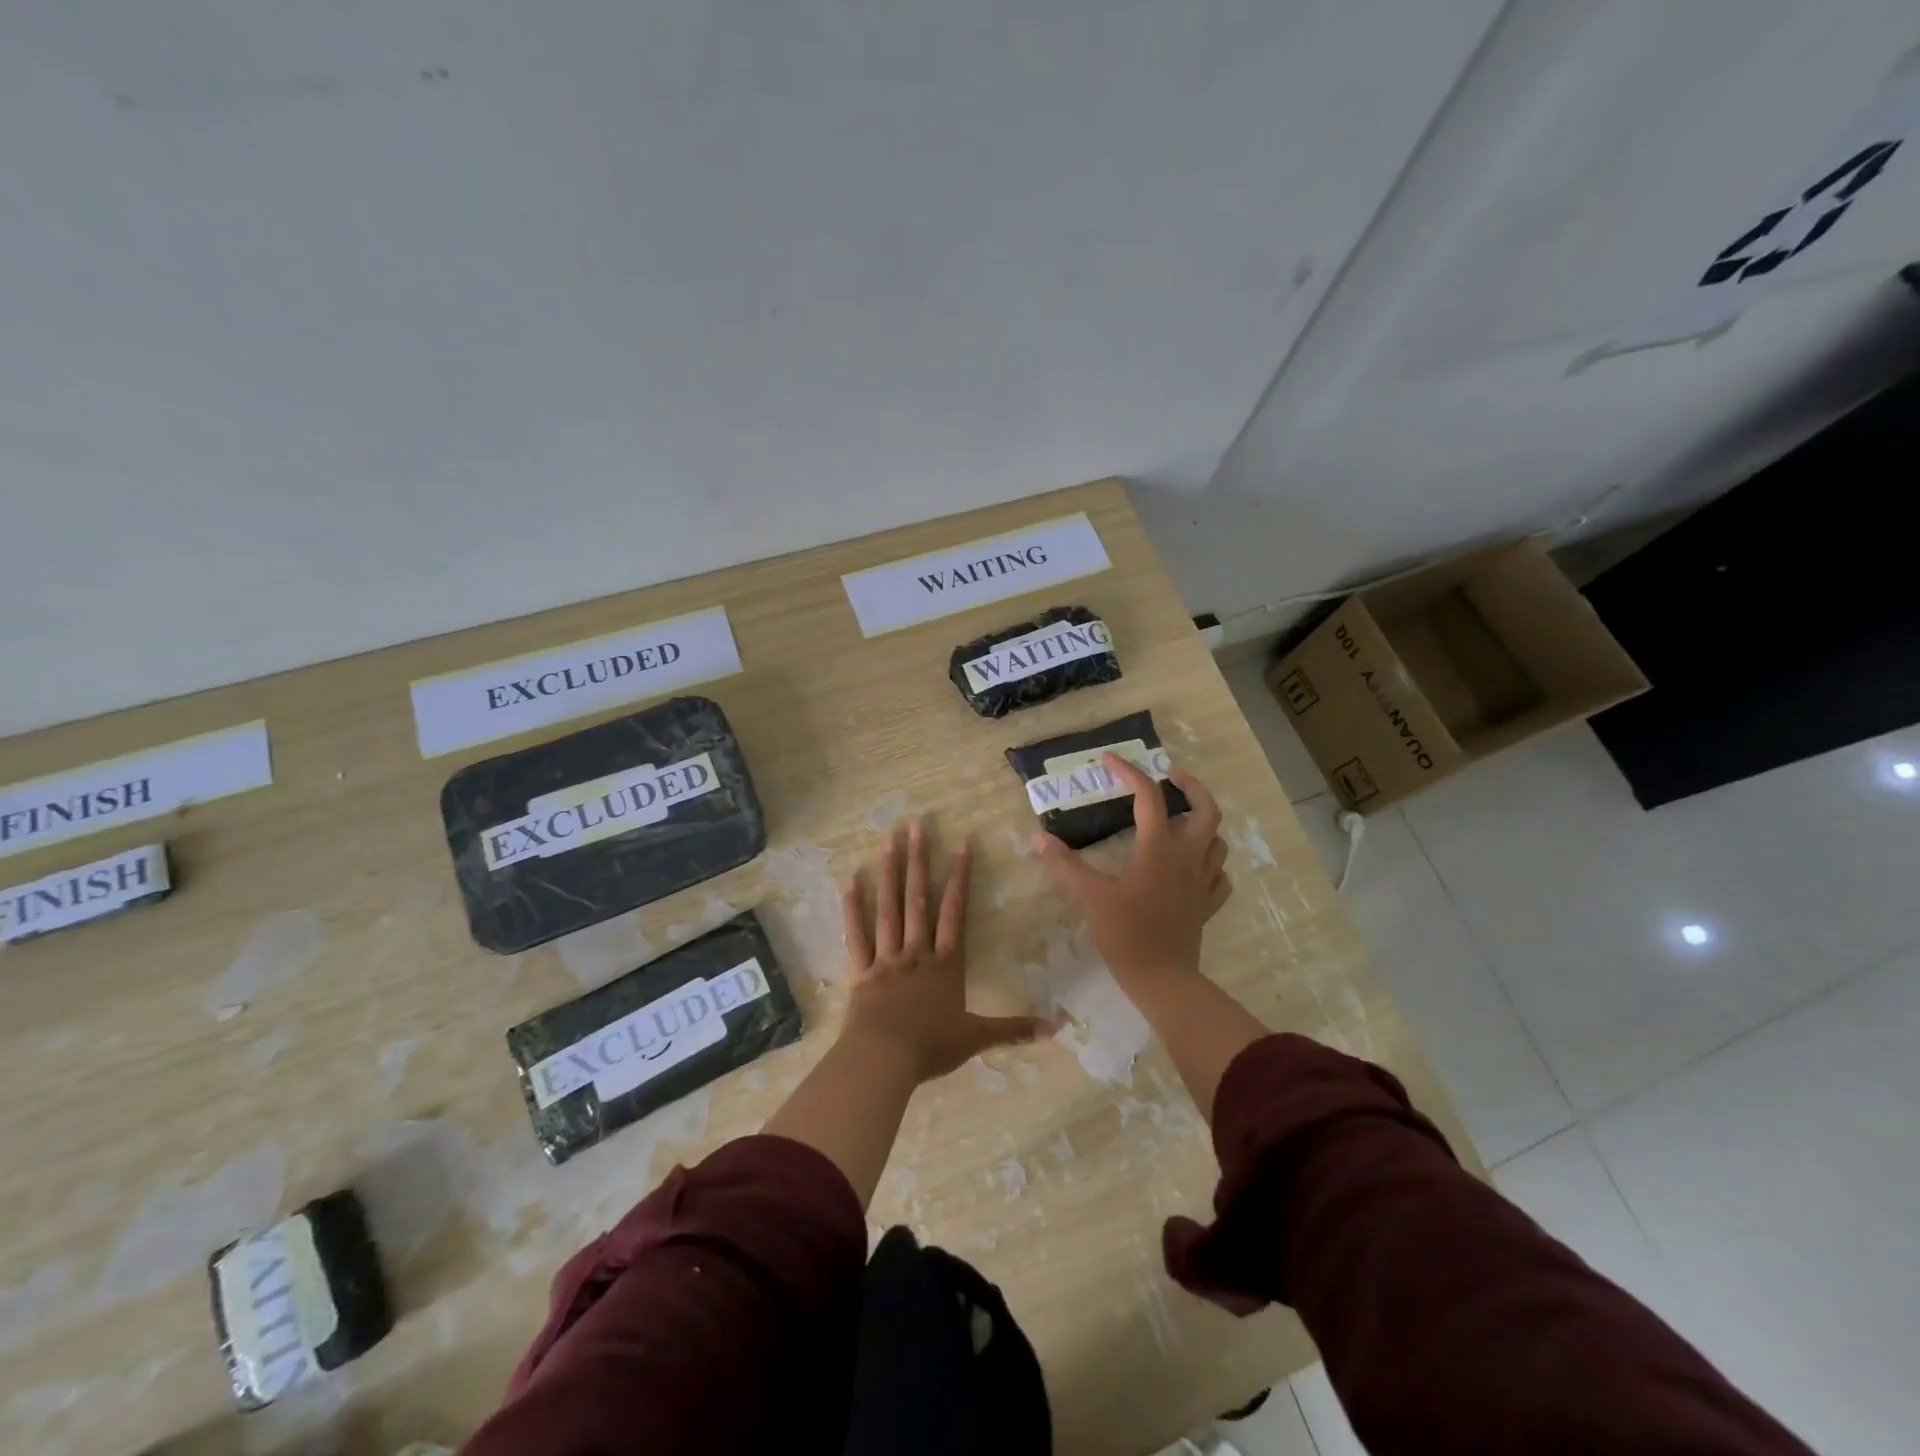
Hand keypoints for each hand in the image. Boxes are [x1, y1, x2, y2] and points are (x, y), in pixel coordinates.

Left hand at [840, 819, 1047, 1082]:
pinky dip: (852, 908)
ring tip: (887, 840)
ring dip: (889, 873)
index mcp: (946, 963)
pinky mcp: (861, 970)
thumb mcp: (977, 1038)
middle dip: (919, 861)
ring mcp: (887, 958)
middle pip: (918, 899)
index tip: (962, 843)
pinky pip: (856, 934)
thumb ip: (1014, 1030)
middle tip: (915, 825)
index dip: (960, 877)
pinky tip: (850, 881)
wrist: (885, 1059)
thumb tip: (1057, 1028)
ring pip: (888, 909)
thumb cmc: (931, 1046)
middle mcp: (917, 951)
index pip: (955, 912)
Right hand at [1033, 753, 1229, 991]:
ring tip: (1181, 819)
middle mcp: (1187, 857)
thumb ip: (1064, 865)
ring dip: (1202, 823)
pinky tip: (1195, 867)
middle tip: (1171, 776)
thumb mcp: (1090, 896)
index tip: (1110, 760)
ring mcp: (1202, 882)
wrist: (1162, 979)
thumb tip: (1038, 839)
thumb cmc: (1126, 934)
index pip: (1149, 797)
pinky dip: (1211, 864)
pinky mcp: (1207, 905)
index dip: (1129, 772)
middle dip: (1191, 786)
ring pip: (1217, 841)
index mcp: (1159, 849)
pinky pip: (1219, 877)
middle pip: (1205, 809)